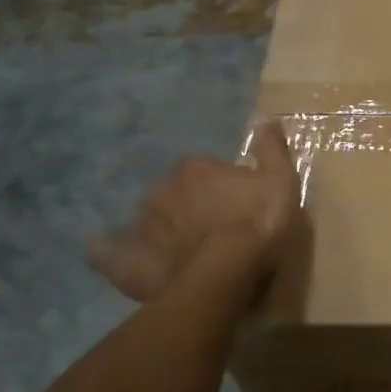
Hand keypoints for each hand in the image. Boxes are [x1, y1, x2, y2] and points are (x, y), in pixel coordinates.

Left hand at [88, 122, 301, 302]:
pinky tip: (123, 260)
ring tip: (179, 253)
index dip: (218, 187)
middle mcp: (163, 190)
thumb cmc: (258, 224)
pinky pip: (108, 253)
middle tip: (208, 229)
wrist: (227, 273)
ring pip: (149, 221)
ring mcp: (142, 225)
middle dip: (186, 206)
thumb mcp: (281, 182)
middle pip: (173, 194)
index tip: (234, 204)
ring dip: (161, 231)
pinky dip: (112, 253)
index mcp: (196, 169)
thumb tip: (266, 118)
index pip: (203, 170)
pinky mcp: (126, 259)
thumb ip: (272, 150)